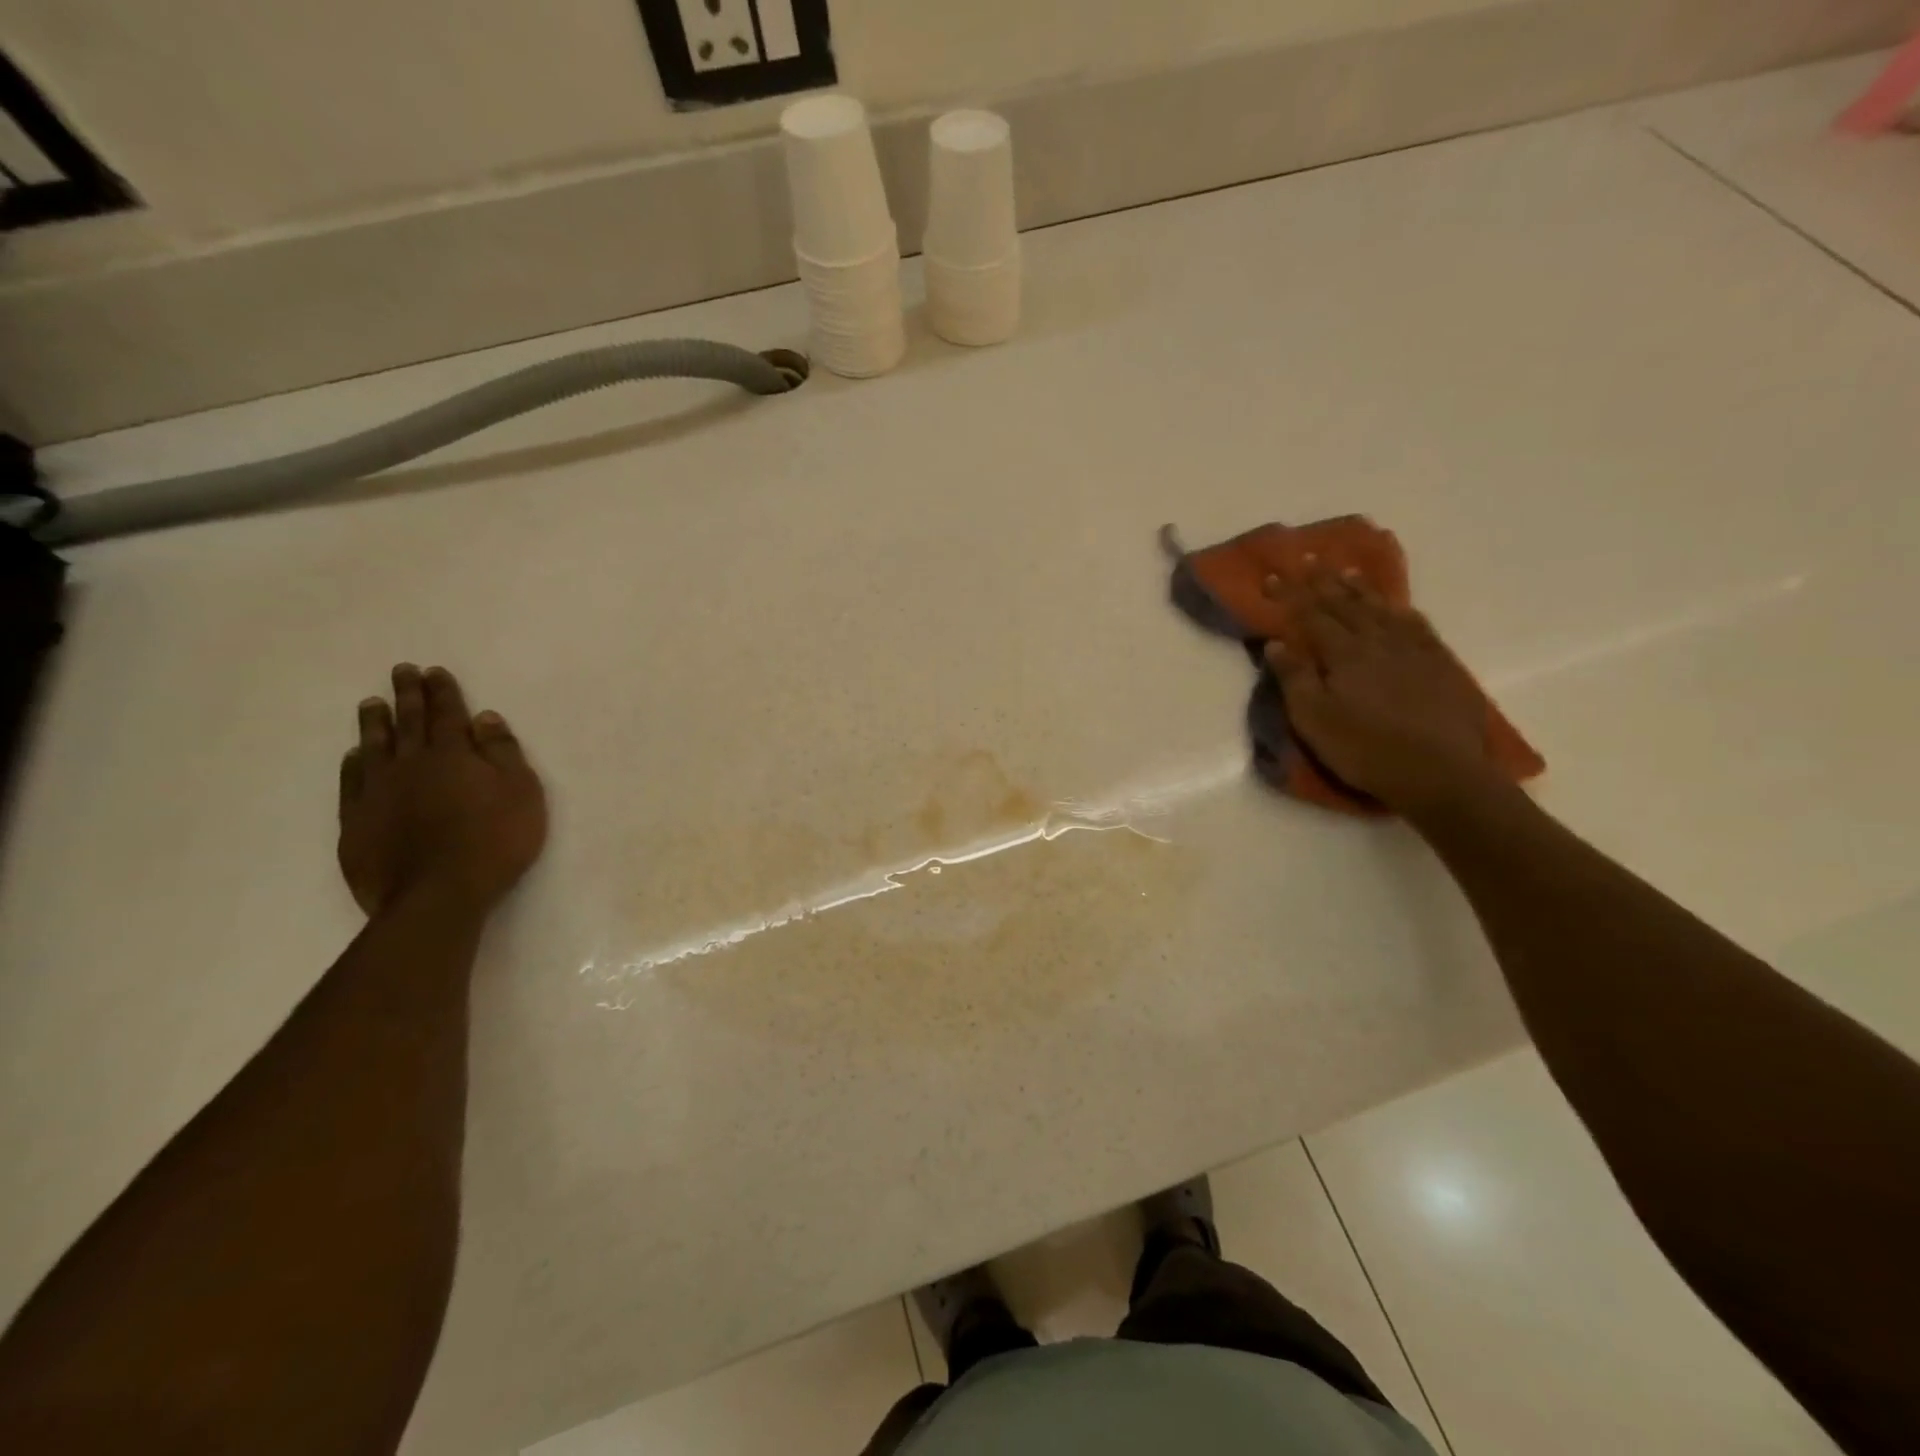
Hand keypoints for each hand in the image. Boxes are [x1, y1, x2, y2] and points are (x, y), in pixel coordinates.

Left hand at [338, 664, 548, 916]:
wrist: (438, 893)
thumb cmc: (494, 840)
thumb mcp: (521, 792)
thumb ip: (503, 753)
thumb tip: (485, 718)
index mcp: (453, 755)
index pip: (448, 714)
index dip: (443, 691)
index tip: (434, 671)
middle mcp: (410, 764)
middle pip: (409, 722)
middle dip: (407, 695)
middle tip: (400, 671)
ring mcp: (378, 792)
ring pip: (374, 746)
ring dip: (375, 723)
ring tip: (372, 703)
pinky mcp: (357, 821)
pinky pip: (352, 782)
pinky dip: (354, 763)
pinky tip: (355, 756)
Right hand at [1262, 569, 1499, 816]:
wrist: (1441, 773)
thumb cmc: (1365, 749)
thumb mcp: (1314, 720)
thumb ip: (1294, 679)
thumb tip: (1276, 644)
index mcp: (1345, 654)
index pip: (1311, 616)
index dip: (1291, 595)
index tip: (1273, 575)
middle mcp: (1379, 642)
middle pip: (1346, 605)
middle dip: (1323, 582)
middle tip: (1309, 559)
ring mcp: (1414, 651)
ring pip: (1382, 610)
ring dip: (1362, 590)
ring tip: (1348, 571)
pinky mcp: (1441, 665)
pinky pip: (1417, 627)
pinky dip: (1402, 612)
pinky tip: (1399, 608)